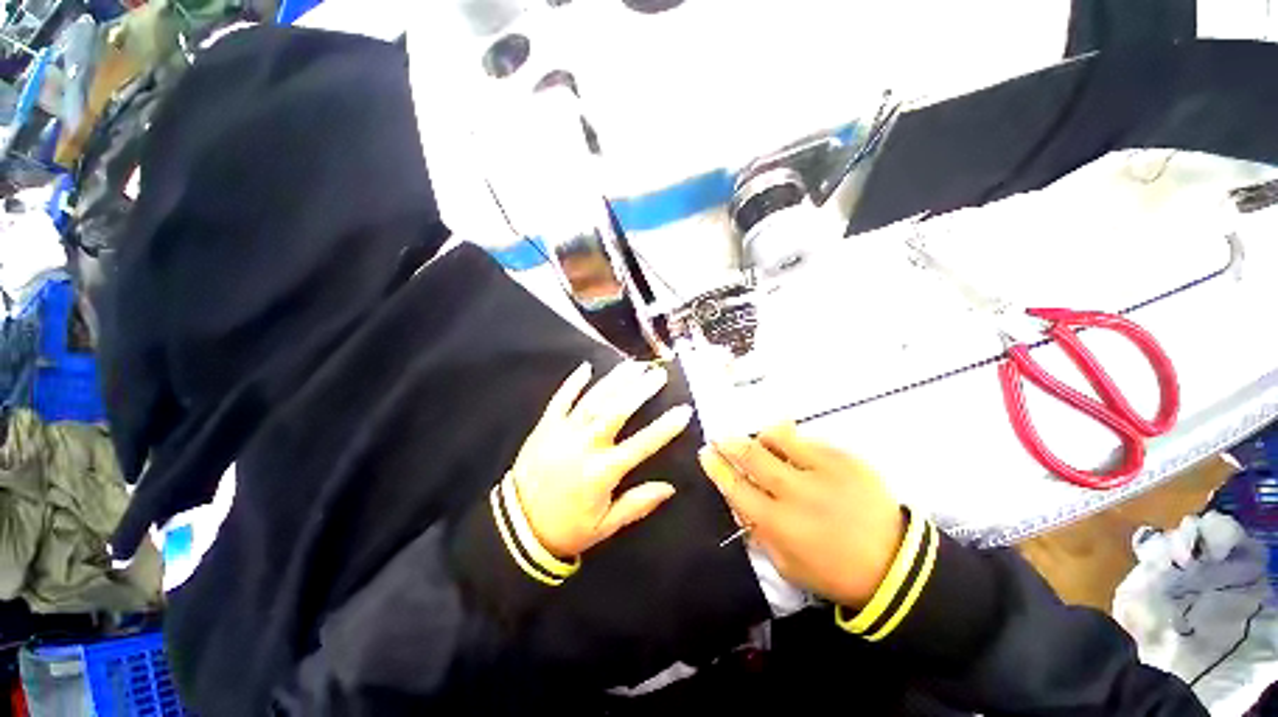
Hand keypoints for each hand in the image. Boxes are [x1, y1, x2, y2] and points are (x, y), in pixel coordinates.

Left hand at [511, 361, 693, 557]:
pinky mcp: (545, 427)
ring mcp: (562, 432)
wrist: (517, 527)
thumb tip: (670, 487)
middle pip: (616, 411)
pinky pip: (560, 399)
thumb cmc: (567, 528)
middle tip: (657, 374)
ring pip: (593, 400)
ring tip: (633, 365)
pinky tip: (586, 367)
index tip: (683, 410)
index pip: (641, 444)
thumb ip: (637, 504)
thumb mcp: (605, 526)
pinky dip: (573, 383)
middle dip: (639, 390)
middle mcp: (584, 446)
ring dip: (614, 381)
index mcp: (602, 472)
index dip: (665, 427)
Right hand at [698, 423, 904, 607]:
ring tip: (761, 441)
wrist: (894, 564)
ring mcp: (822, 472)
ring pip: (778, 438)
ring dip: (763, 437)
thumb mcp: (785, 564)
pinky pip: (808, 439)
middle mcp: (796, 493)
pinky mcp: (845, 460)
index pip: (735, 487)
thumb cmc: (832, 570)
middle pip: (752, 456)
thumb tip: (737, 499)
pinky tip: (795, 450)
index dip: (717, 467)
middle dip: (730, 443)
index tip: (706, 454)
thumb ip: (757, 530)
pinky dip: (794, 442)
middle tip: (721, 437)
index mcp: (779, 524)